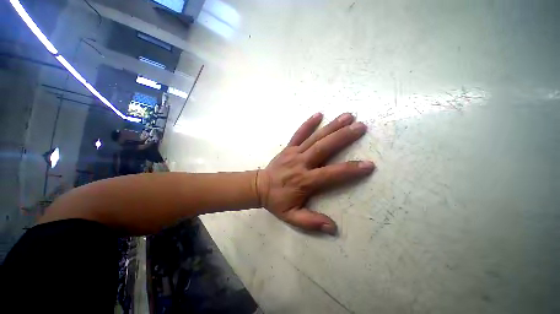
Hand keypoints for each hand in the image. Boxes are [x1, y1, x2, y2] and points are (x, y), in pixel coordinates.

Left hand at [256, 113, 374, 234]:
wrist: (258, 187)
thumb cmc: (276, 201)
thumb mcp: (291, 217)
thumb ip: (311, 222)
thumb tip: (333, 228)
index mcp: (304, 181)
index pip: (331, 174)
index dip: (350, 170)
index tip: (368, 164)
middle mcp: (301, 163)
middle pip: (324, 148)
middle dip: (343, 136)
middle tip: (361, 126)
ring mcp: (293, 153)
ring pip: (314, 138)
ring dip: (331, 126)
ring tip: (347, 116)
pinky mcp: (288, 148)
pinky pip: (298, 133)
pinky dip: (308, 124)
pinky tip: (319, 114)